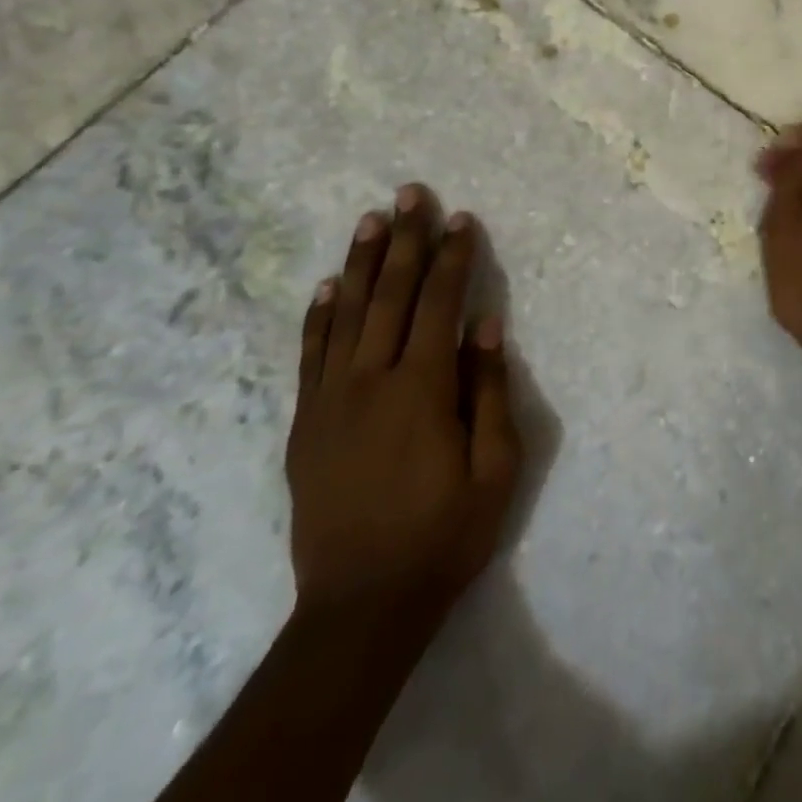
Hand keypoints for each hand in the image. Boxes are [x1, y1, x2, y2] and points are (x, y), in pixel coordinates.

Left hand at [286, 184, 520, 642]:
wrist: (360, 608)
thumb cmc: (444, 536)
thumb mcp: (495, 469)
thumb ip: (489, 391)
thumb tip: (487, 326)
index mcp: (421, 389)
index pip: (439, 303)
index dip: (452, 257)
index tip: (461, 218)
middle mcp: (370, 382)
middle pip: (389, 294)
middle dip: (404, 239)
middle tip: (410, 193)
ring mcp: (330, 401)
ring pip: (345, 314)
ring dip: (360, 262)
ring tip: (370, 218)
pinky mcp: (306, 425)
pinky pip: (310, 356)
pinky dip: (318, 316)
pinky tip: (325, 286)